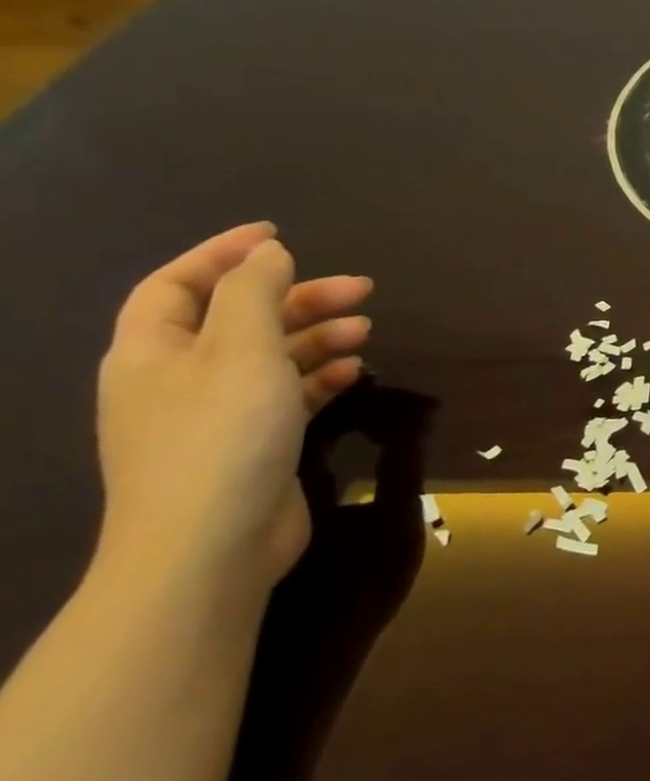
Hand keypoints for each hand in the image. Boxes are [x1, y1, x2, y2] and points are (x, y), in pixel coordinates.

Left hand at [94, 223, 372, 602]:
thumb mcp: (240, 350)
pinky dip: (320, 376)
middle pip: (236, 318)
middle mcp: (176, 378)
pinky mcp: (251, 443)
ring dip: (317, 334)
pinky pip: (287, 393)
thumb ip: (254, 293)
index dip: (222, 254)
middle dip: (297, 296)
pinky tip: (355, 371)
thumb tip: (267, 252)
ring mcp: (213, 414)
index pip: (175, 285)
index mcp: (152, 352)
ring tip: (366, 328)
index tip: (279, 234)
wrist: (209, 546)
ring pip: (268, 355)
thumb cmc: (220, 435)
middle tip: (361, 286)